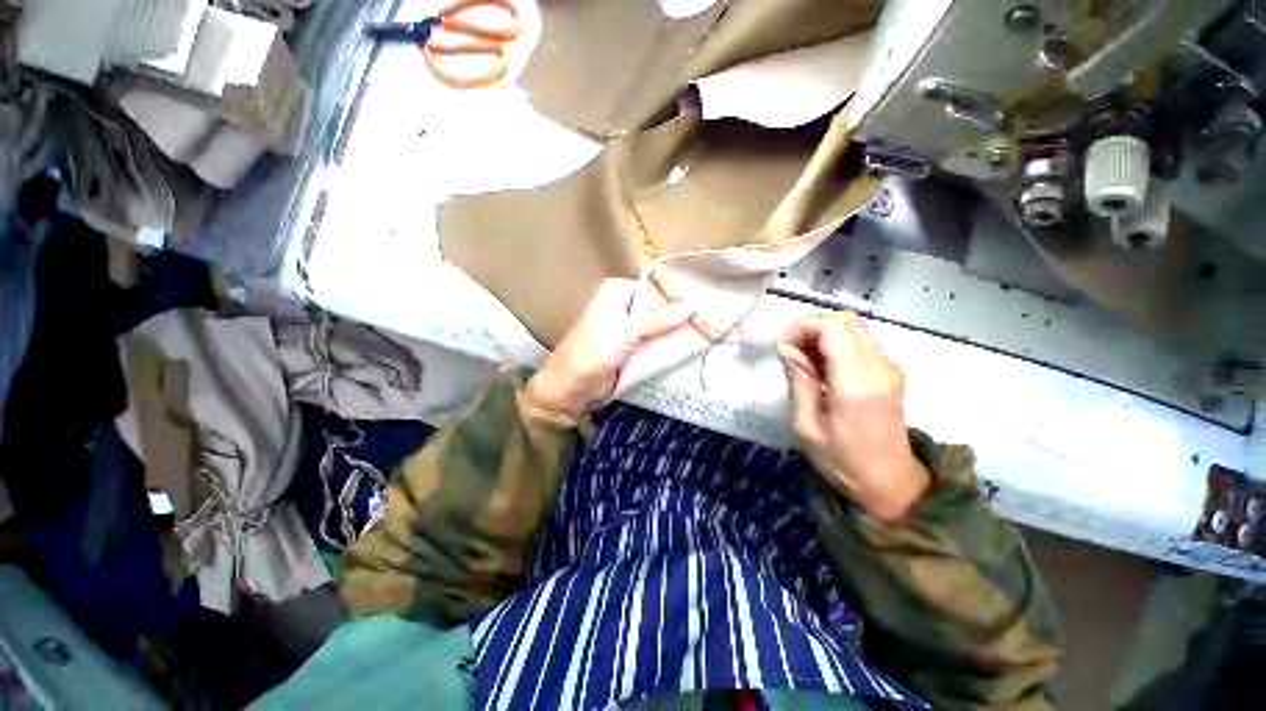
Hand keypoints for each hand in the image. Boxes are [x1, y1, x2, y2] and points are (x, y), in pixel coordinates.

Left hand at [524, 279, 694, 420]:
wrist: (571, 389)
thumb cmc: (592, 353)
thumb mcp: (626, 331)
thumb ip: (659, 319)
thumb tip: (693, 305)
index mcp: (617, 291)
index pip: (656, 288)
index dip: (679, 296)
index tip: (708, 303)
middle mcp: (624, 306)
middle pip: (660, 308)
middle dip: (682, 316)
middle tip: (714, 320)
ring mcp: (629, 329)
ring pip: (660, 327)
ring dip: (678, 333)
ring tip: (711, 333)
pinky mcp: (633, 349)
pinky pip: (656, 344)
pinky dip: (670, 346)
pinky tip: (694, 348)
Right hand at [777, 312, 929, 522]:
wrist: (890, 483)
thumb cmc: (842, 460)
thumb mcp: (806, 424)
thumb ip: (798, 379)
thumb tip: (786, 348)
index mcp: (857, 382)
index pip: (833, 327)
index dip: (803, 326)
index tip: (782, 345)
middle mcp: (879, 366)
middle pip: (844, 320)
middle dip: (810, 327)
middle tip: (790, 351)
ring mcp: (889, 367)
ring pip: (851, 328)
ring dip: (821, 335)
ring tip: (802, 360)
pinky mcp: (889, 371)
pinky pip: (858, 342)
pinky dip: (834, 345)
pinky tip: (819, 368)